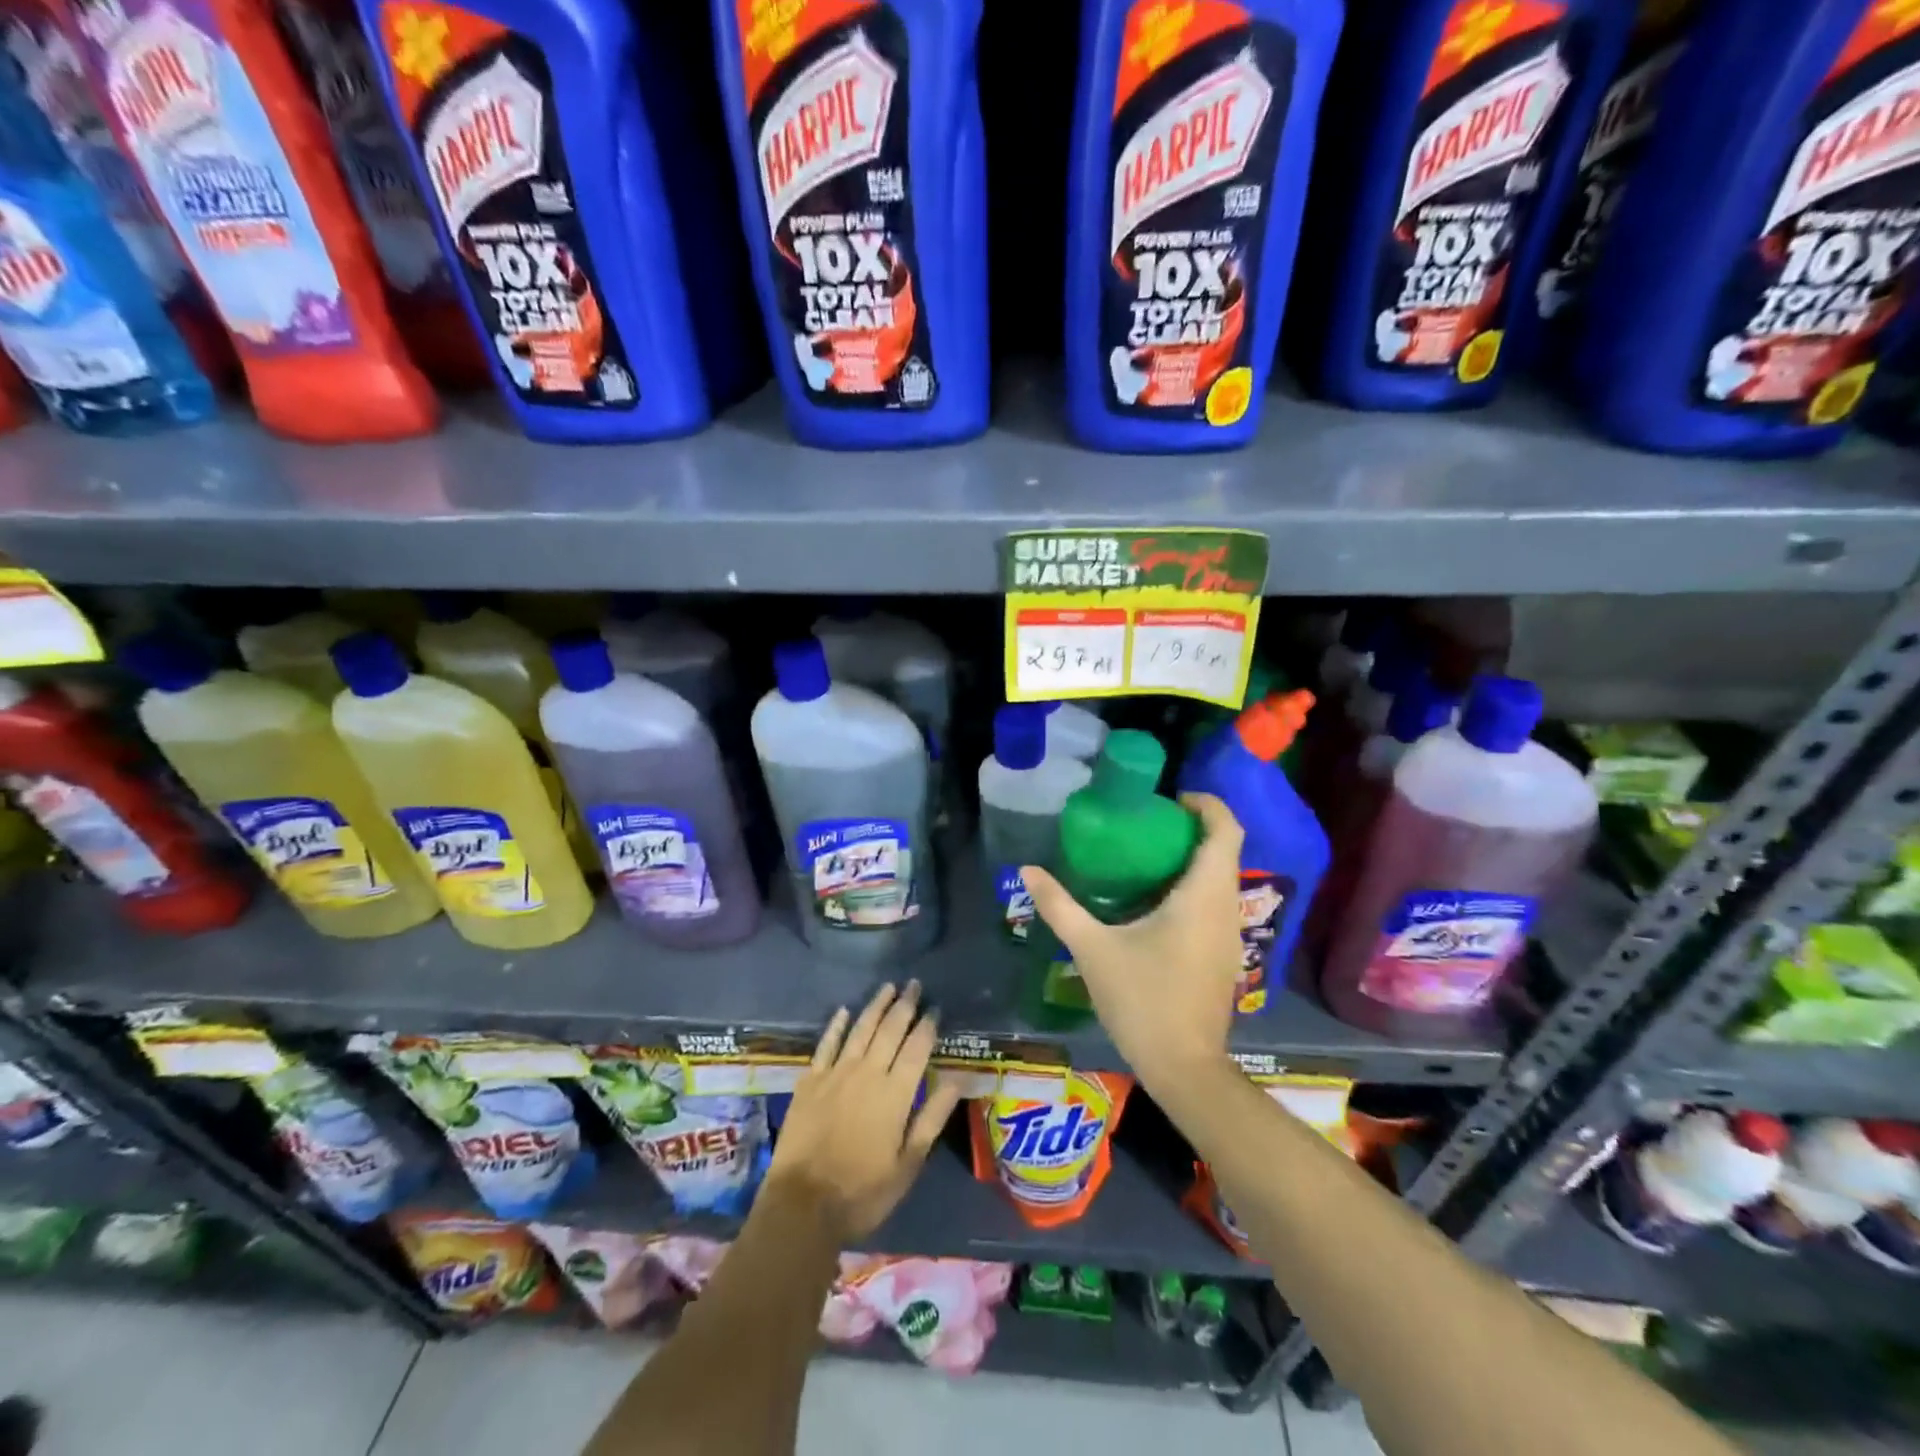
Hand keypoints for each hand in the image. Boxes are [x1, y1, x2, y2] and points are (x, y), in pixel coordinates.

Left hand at [766, 981, 961, 1242]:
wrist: (801, 1206)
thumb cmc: (862, 1192)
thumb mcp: (908, 1164)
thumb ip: (932, 1117)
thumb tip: (958, 1079)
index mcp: (895, 1094)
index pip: (917, 1048)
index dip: (927, 1025)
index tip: (936, 1007)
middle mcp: (867, 1073)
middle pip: (889, 1030)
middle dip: (904, 1005)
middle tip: (914, 984)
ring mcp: (835, 1074)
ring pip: (859, 1029)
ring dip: (875, 1006)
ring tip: (888, 987)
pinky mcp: (809, 1082)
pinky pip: (826, 1044)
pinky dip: (836, 1026)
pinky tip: (843, 1011)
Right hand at [1022, 793, 1242, 1091]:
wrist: (1183, 1067)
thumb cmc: (1142, 1000)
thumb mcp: (1092, 949)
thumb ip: (1060, 906)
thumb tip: (1027, 870)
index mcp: (1202, 896)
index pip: (1225, 830)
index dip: (1206, 804)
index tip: (1171, 798)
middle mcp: (1225, 907)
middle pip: (1225, 850)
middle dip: (1192, 828)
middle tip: (1147, 823)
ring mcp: (1230, 934)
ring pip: (1222, 878)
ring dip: (1193, 858)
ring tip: (1146, 855)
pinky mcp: (1224, 954)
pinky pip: (1216, 902)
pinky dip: (1194, 886)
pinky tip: (1155, 901)